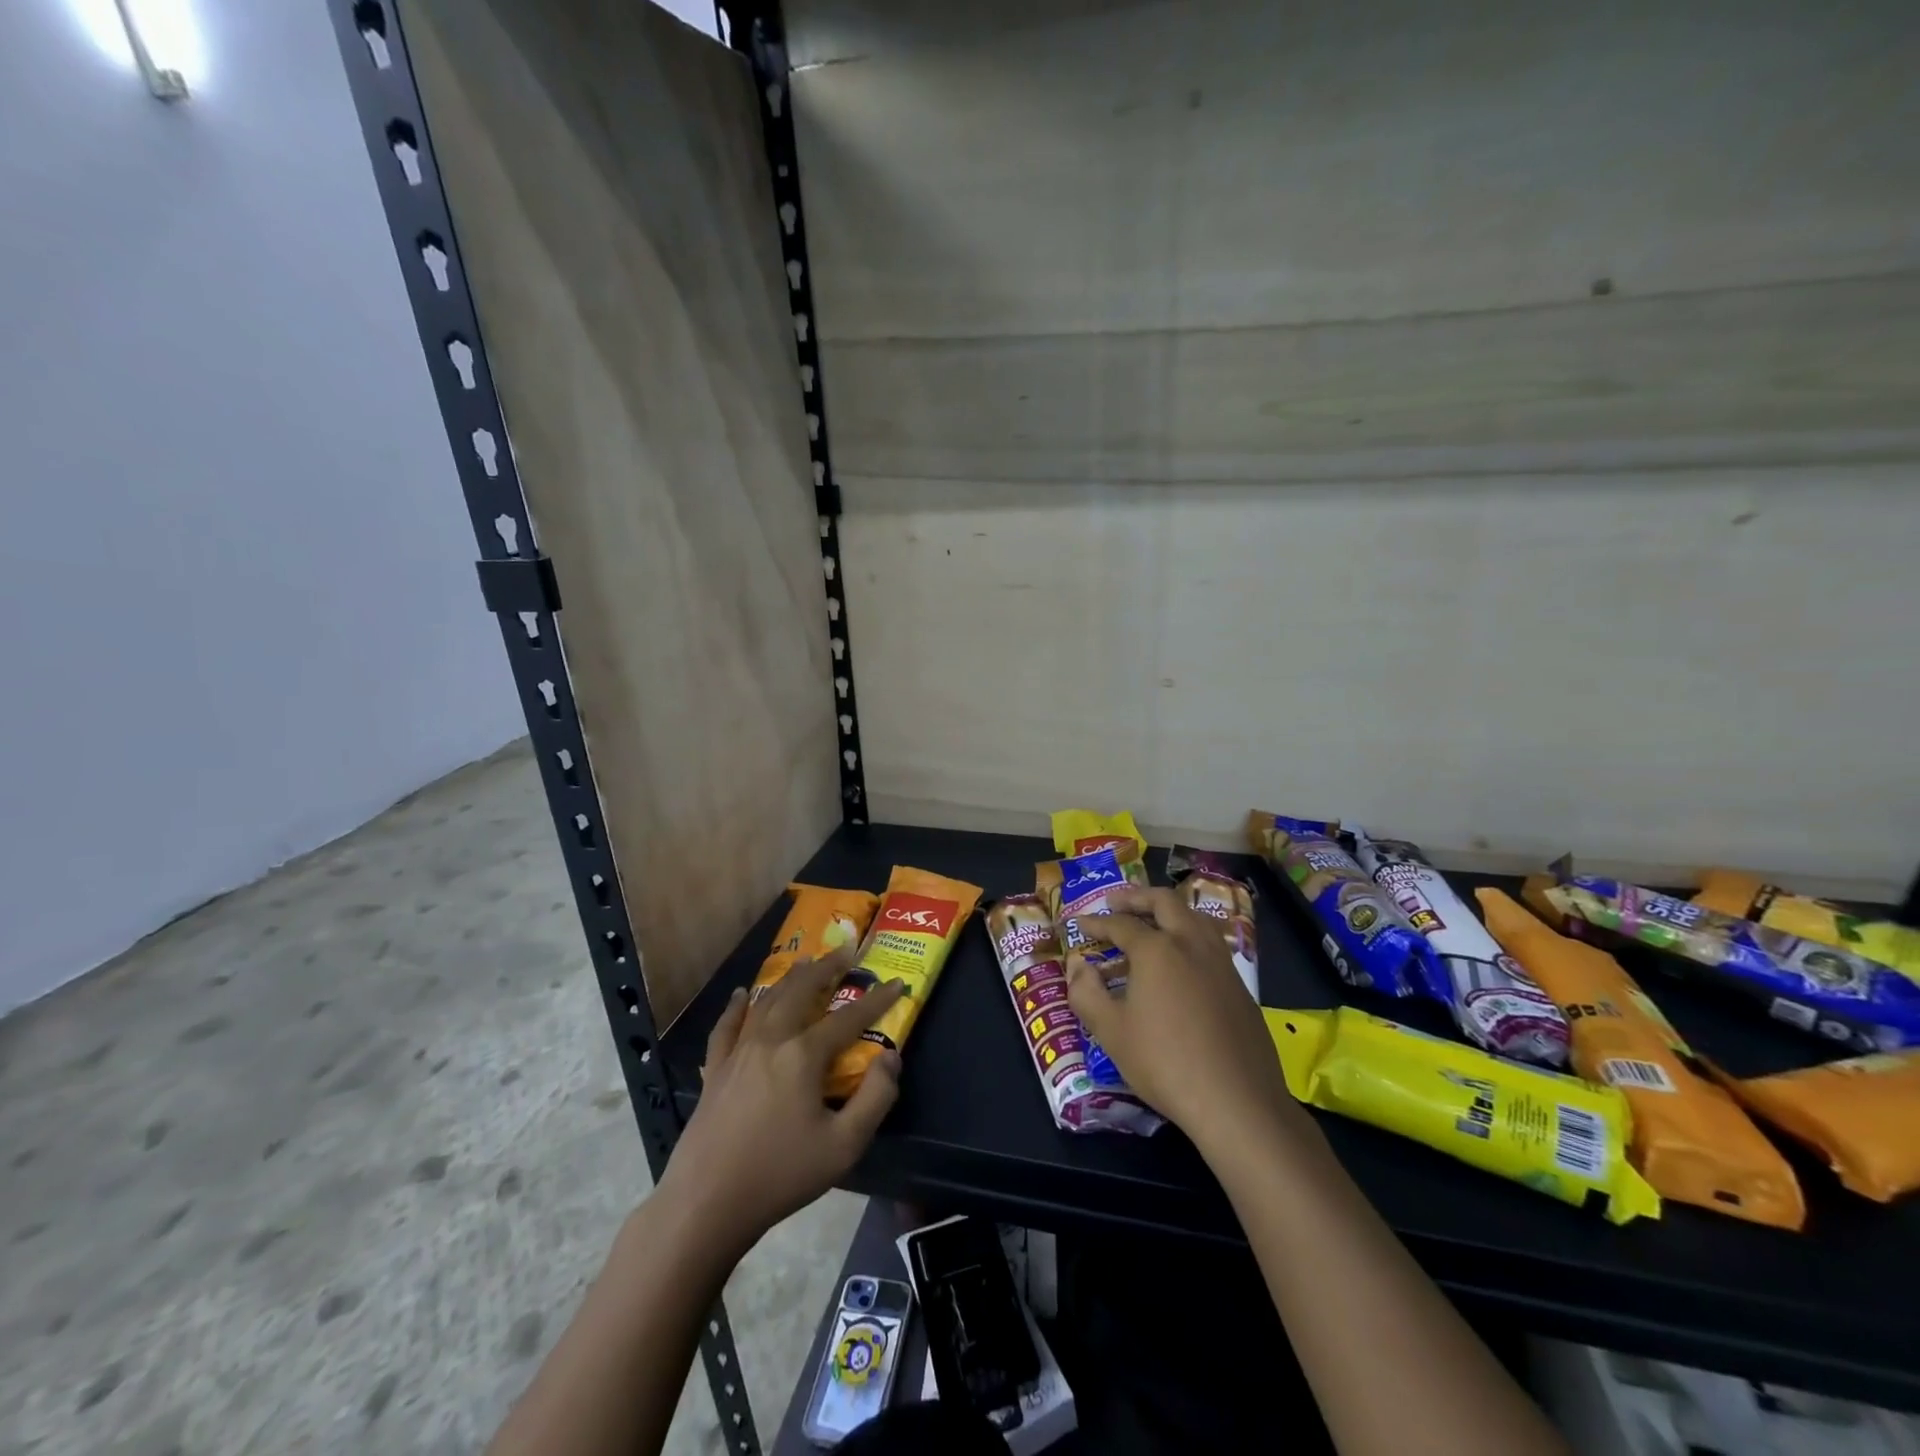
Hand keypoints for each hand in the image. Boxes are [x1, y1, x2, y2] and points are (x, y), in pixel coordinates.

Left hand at [658, 947, 904, 1255]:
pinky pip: (726, 1027)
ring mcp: (738, 1052)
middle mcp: (771, 1040)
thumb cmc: (781, 1174)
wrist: (707, 1203)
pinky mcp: (715, 1070)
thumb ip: (875, 1097)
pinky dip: (736, 1007)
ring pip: (767, 1001)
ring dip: (790, 978)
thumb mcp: (844, 1145)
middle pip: (802, 991)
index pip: (848, 1017)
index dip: (876, 999)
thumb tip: (891, 1057)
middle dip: (827, 968)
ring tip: (806, 962)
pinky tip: (739, 995)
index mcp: (803, 1055)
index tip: (896, 983)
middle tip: (846, 950)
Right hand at [1068, 886, 1297, 1149]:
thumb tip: (1078, 965)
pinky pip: (1210, 942)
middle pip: (1164, 902)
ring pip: (1194, 917)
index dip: (1096, 922)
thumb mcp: (1111, 1031)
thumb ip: (1086, 991)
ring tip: (1151, 921)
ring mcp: (1221, 962)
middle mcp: (1191, 943)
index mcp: (1157, 949)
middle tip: (1115, 902)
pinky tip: (1181, 960)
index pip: (1120, 924)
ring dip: (1168, 911)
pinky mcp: (1240, 985)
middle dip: (1137, 897)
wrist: (1236, 1101)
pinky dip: (1188, 935)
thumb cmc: (1164, 1063)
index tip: (1079, 923)